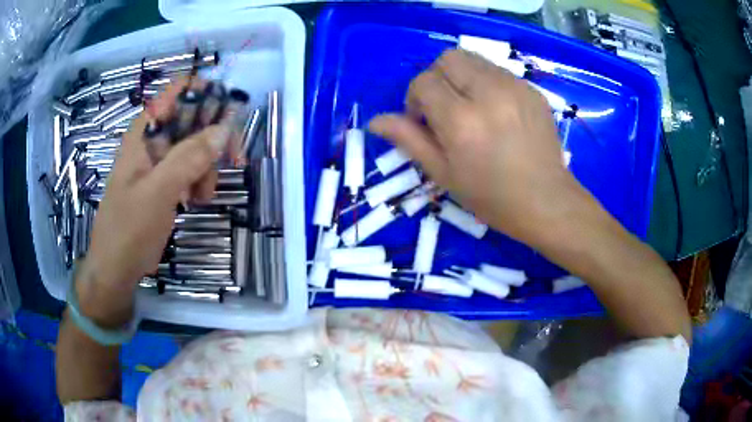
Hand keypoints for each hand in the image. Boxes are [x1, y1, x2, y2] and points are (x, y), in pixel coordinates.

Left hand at [76, 78, 234, 326]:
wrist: (116, 268)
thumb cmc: (128, 229)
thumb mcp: (158, 192)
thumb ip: (188, 158)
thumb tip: (224, 129)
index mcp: (145, 130)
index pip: (179, 90)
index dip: (207, 93)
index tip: (229, 115)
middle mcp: (153, 138)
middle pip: (194, 117)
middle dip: (214, 136)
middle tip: (232, 159)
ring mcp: (159, 160)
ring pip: (196, 144)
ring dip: (208, 165)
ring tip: (203, 195)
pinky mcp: (164, 179)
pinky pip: (191, 167)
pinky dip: (200, 180)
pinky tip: (198, 199)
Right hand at [370, 49, 585, 245]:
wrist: (546, 202)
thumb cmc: (491, 197)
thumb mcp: (443, 174)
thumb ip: (408, 140)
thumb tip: (375, 121)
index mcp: (462, 120)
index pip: (423, 82)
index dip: (415, 100)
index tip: (425, 122)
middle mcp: (488, 94)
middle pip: (448, 59)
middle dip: (438, 79)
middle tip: (447, 109)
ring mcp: (515, 88)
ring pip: (473, 59)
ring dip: (462, 78)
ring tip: (472, 108)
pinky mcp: (532, 90)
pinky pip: (498, 71)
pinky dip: (486, 83)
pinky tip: (496, 111)